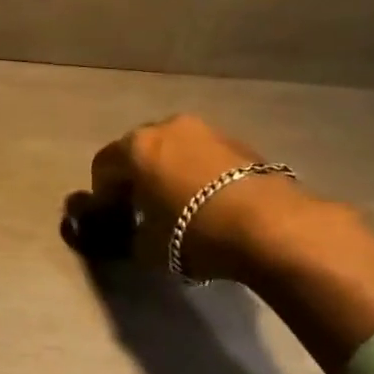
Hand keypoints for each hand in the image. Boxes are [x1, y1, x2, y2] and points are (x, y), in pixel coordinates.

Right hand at [76, 115, 312, 279]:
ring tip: (179, 206)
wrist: (271, 226)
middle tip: (143, 209)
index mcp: (135, 146)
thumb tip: (134, 232)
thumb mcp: (146, 246)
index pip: (103, 166)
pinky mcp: (241, 143)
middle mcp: (168, 127)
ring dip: (169, 173)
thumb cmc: (193, 232)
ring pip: (174, 151)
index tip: (113, 218)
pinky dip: (198, 174)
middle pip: (139, 152)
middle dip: (136, 177)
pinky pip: (204, 157)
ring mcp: (208, 130)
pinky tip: (208, 203)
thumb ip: (130, 235)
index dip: (102, 194)